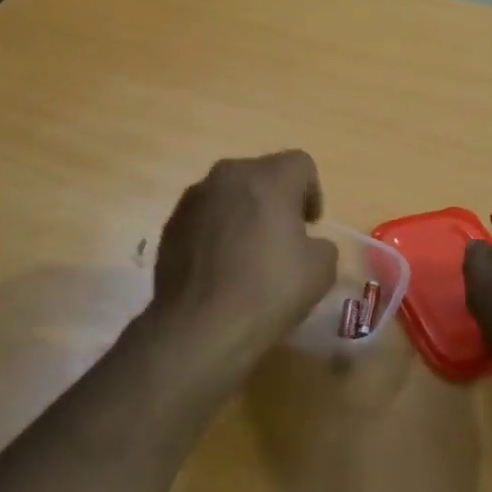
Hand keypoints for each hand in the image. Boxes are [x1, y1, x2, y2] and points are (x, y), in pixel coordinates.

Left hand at [145, 151, 338, 380]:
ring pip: (229, 194)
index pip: (301, 164)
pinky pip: (204, 217)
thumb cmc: (268, 291)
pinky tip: (220, 267)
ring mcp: (193, 199)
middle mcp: (227, 176)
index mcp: (267, 178)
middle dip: (276, 199)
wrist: (200, 326)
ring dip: (243, 213)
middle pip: (261, 174)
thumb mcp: (321, 270)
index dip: (312, 192)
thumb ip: (320, 244)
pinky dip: (217, 231)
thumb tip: (305, 244)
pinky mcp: (171, 225)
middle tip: (283, 237)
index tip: (310, 226)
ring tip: (248, 253)